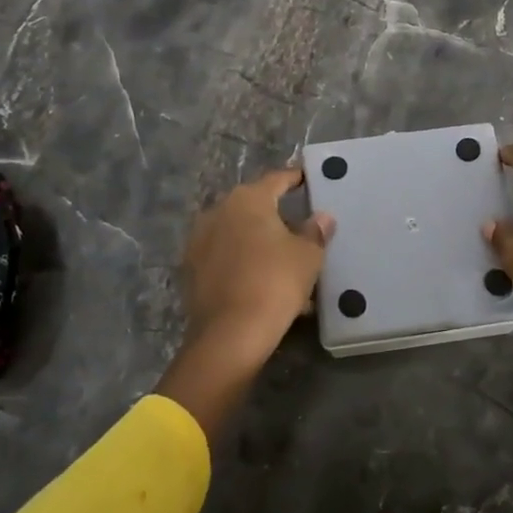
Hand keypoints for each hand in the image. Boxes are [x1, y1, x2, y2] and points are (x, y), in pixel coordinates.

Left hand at [160, 168, 335, 437]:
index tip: (306, 178)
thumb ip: (315, 231)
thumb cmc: (275, 282)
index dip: (294, 178)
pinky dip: (242, 261)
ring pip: (237, 232)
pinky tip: (261, 279)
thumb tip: (321, 217)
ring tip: (281, 258)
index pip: (276, 179)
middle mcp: (218, 211)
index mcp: (247, 199)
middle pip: (252, 205)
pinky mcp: (191, 269)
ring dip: (257, 240)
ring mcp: (199, 240)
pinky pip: (224, 256)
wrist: (230, 334)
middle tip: (298, 224)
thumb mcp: (307, 255)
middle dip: (274, 213)